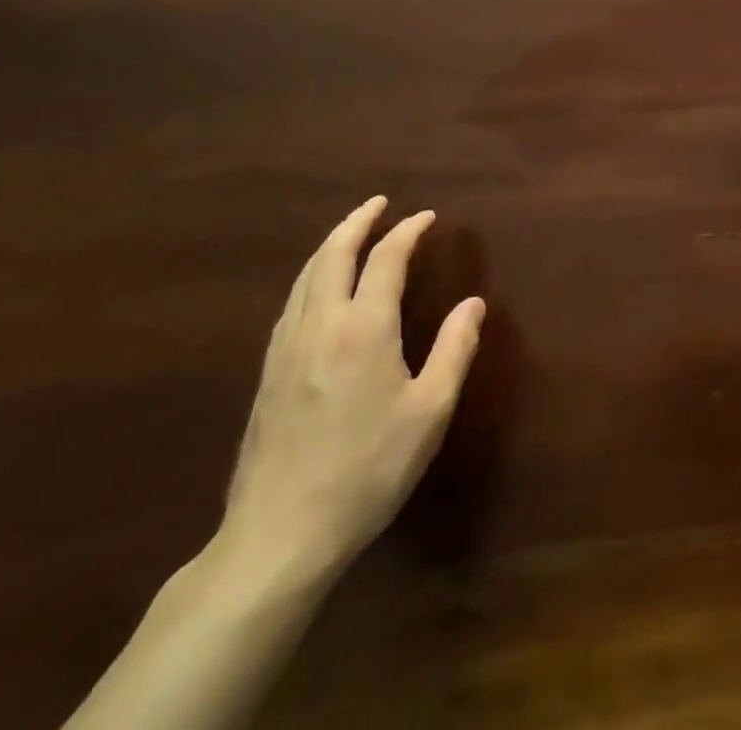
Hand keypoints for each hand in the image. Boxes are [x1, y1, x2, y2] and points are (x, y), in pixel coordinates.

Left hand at [220, 198, 484, 581]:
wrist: (279, 536)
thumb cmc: (368, 469)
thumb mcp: (430, 411)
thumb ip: (455, 350)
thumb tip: (473, 303)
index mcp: (363, 329)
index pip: (385, 260)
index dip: (407, 232)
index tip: (427, 217)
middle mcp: (320, 327)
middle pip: (332, 257)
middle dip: (356, 223)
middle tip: (378, 204)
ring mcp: (286, 352)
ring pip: (304, 280)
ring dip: (329, 247)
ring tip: (349, 235)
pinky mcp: (267, 377)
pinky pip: (291, 306)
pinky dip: (311, 279)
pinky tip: (317, 292)